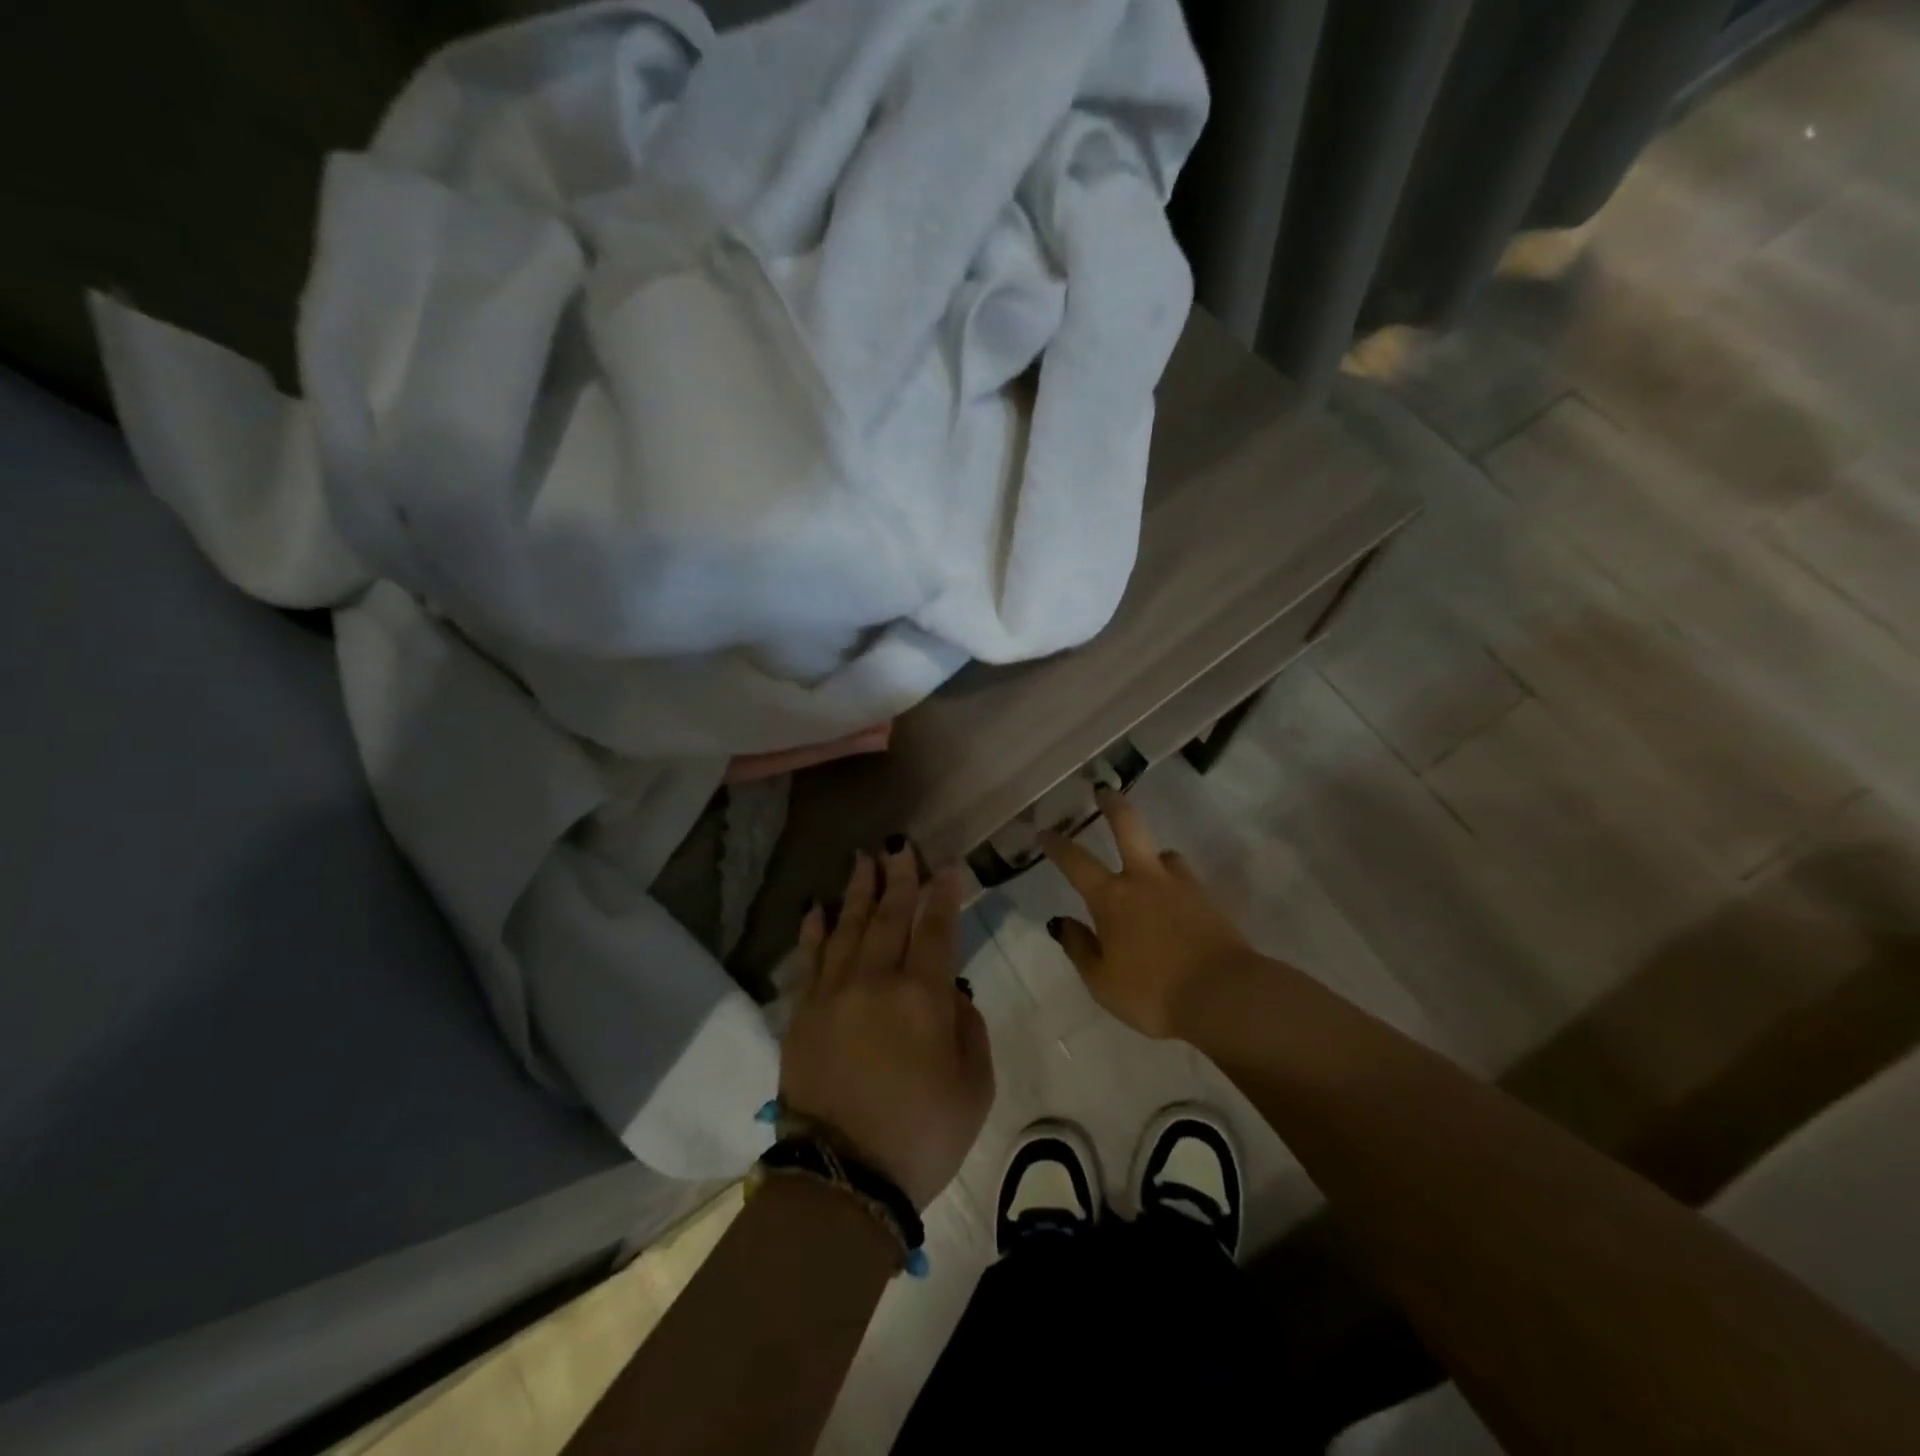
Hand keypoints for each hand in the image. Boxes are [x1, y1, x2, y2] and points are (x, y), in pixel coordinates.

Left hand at [779, 844, 994, 1209]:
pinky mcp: (802, 1014)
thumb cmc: (922, 1136)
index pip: (936, 929)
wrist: (842, 1180)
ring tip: (863, 860)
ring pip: (848, 928)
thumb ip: (969, 1029)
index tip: (949, 867)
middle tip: (901, 846)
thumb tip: (951, 995)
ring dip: (858, 891)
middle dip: (899, 878)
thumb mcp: (973, 1087)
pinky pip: (809, 960)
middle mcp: (875, 981)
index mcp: (922, 996)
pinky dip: (814, 930)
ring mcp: (833, 994)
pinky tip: (818, 907)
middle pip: (889, 917)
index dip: (944, 895)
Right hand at [1040, 788, 1253, 1038]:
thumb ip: (1079, 948)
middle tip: (1103, 790)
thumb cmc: (1153, 993)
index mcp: (1112, 898)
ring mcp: (1182, 887)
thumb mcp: (1102, 982)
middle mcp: (1145, 880)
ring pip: (1165, 854)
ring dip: (1153, 854)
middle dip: (1112, 805)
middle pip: (1128, 827)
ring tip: (1149, 866)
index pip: (1077, 862)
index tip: (1046, 832)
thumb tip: (1061, 921)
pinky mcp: (1210, 901)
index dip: (1058, 845)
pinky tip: (1176, 902)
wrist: (1225, 996)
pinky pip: (1186, 881)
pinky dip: (1175, 883)